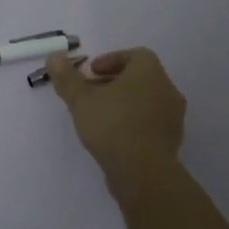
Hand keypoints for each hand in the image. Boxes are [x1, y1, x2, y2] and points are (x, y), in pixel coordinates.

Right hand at [47, 48, 186, 198]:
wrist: (144, 173)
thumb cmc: (112, 125)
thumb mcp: (81, 99)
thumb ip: (66, 77)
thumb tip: (54, 57)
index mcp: (149, 71)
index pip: (134, 55)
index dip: (110, 60)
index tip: (91, 73)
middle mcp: (167, 89)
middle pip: (139, 78)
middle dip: (113, 83)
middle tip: (90, 94)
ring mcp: (173, 117)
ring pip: (145, 101)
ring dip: (123, 104)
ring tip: (99, 117)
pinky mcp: (172, 141)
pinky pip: (150, 123)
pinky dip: (133, 123)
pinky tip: (114, 137)